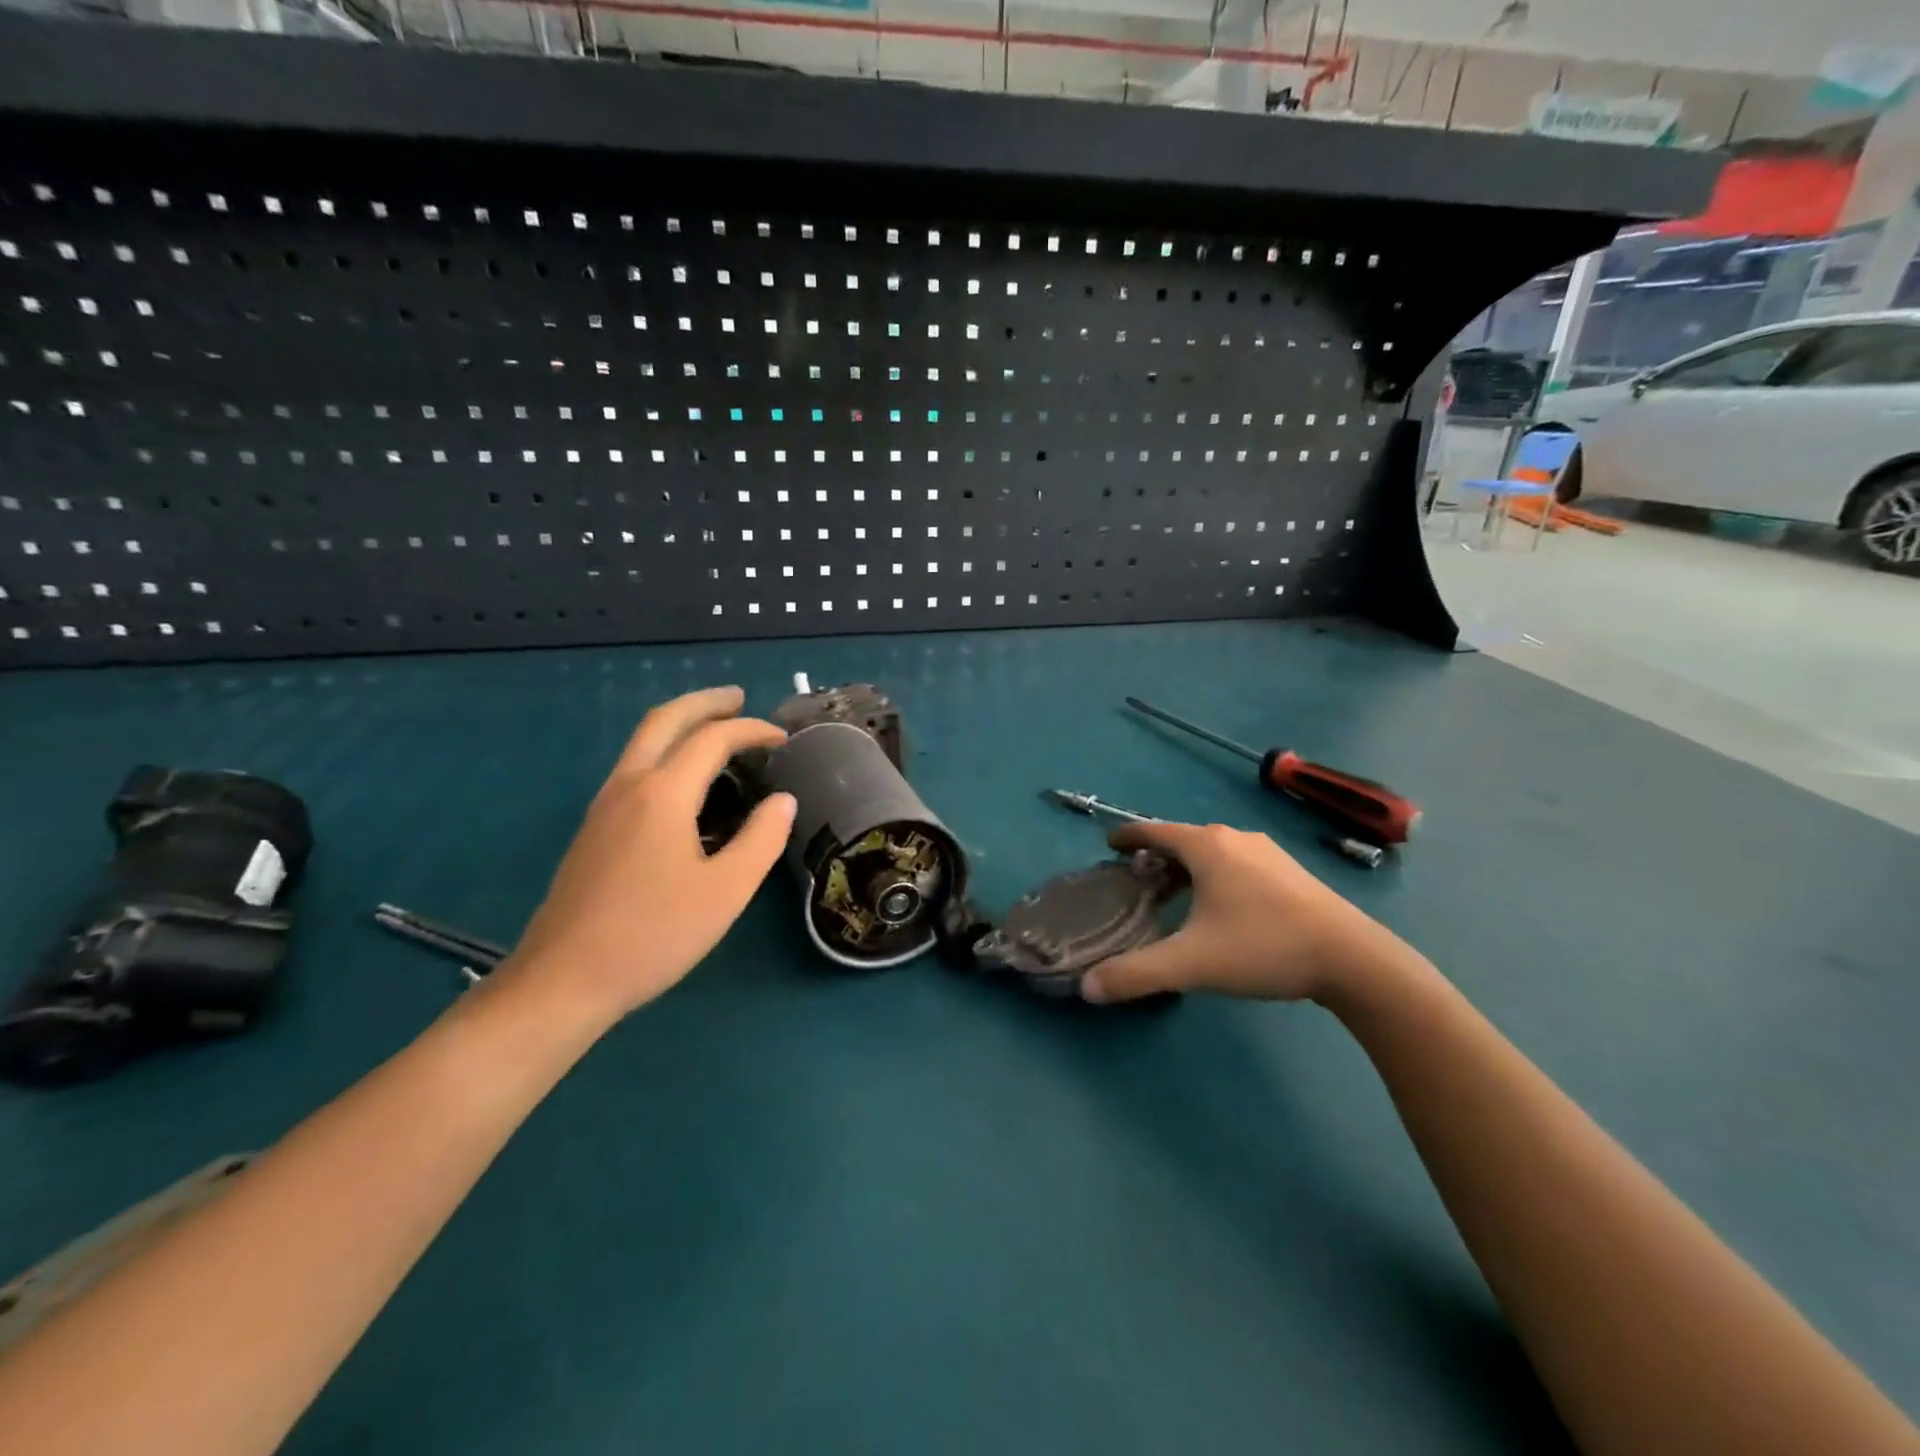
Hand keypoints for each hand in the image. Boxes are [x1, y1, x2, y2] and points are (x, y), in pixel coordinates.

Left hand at [507, 687, 794, 1022]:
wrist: (563, 980)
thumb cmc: (653, 935)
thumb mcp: (726, 892)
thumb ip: (762, 839)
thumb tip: (783, 801)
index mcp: (663, 794)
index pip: (713, 739)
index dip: (752, 730)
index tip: (783, 739)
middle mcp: (629, 786)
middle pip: (664, 720)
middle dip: (704, 702)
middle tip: (739, 697)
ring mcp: (603, 806)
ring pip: (642, 741)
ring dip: (680, 722)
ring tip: (714, 727)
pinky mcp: (593, 828)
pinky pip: (633, 766)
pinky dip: (664, 749)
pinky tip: (682, 778)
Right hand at [1080, 821, 1390, 1005]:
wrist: (1353, 959)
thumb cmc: (1264, 947)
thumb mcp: (1192, 964)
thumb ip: (1136, 975)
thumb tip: (1087, 988)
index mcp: (1207, 847)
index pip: (1154, 831)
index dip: (1127, 836)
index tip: (1108, 844)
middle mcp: (1235, 839)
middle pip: (1183, 840)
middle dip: (1155, 856)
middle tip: (1135, 881)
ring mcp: (1267, 853)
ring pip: (1212, 852)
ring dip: (1186, 868)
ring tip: (1174, 896)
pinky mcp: (1291, 872)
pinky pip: (1237, 863)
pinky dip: (1215, 875)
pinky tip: (1221, 907)